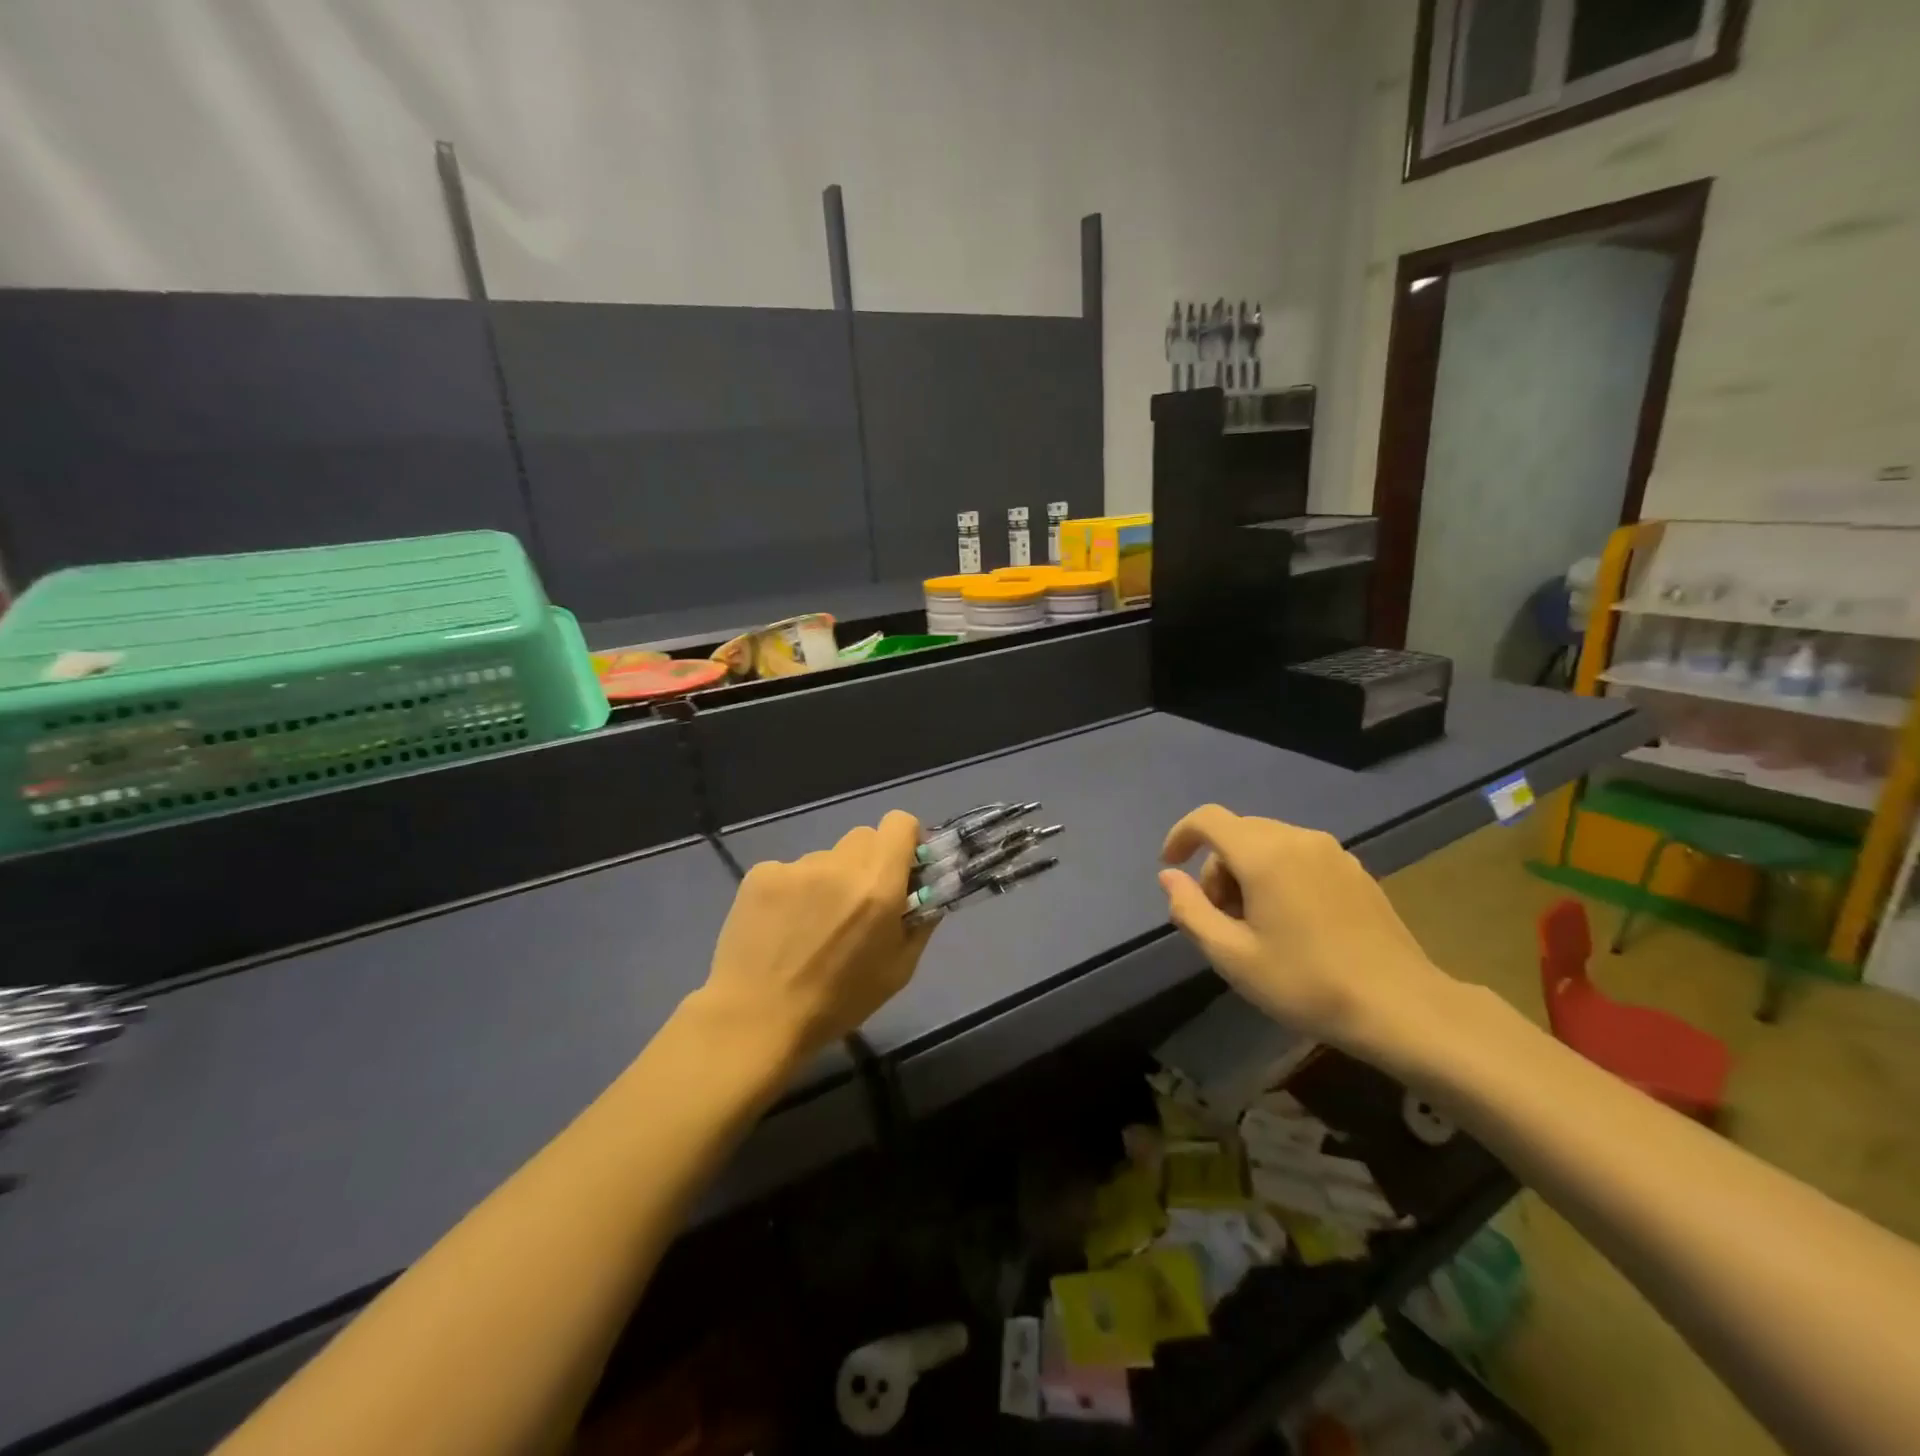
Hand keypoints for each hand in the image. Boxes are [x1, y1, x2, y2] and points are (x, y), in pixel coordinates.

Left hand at [693, 810, 935, 1067]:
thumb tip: (926, 892)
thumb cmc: (838, 1002)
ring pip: (826, 857)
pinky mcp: (761, 874)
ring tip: (811, 926)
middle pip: (864, 838)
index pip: (900, 823)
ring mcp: (796, 866)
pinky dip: (793, 890)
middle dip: (869, 863)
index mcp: (878, 886)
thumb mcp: (899, 970)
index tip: (902, 868)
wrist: (756, 1019)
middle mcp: (839, 865)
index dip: (905, 840)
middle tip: (858, 903)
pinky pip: (790, 871)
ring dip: (829, 880)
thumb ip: (920, 922)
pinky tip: (781, 927)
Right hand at [1158, 804, 1458, 1062]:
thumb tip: (1169, 876)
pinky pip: (1299, 856)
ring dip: (1247, 872)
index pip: (1207, 819)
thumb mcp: (1232, 956)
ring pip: (1269, 844)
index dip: (1181, 836)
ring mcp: (1333, 852)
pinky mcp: (1355, 870)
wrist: (1401, 1008)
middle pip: (1238, 833)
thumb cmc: (1306, 983)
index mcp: (1264, 854)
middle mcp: (1298, 839)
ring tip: (1255, 925)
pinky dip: (1279, 875)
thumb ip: (1191, 910)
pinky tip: (1291, 922)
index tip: (1171, 867)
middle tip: (1219, 918)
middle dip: (1216, 867)